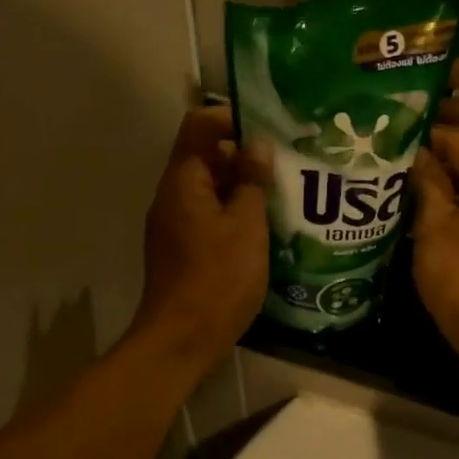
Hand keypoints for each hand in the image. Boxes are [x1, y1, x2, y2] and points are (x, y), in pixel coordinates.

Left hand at [129, 106, 269, 377]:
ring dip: (242, 189)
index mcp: (183, 181)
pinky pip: (208, 217)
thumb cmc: (218, 279)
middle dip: (245, 157)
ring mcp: (173, 225)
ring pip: (210, 191)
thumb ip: (252, 181)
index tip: (269, 129)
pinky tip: (264, 230)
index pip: (199, 125)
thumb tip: (257, 145)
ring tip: (283, 196)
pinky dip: (233, 215)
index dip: (232, 118)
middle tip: (287, 165)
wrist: (181, 340)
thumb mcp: (246, 226)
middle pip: (206, 158)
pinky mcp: (181, 250)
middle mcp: (171, 197)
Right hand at [410, 126, 458, 353]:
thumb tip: (419, 155)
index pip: (458, 142)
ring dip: (438, 183)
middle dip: (431, 160)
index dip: (426, 137)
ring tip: (400, 181)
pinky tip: (421, 207)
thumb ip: (428, 184)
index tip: (394, 136)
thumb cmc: (458, 272)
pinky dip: (451, 203)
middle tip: (392, 159)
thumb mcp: (433, 225)